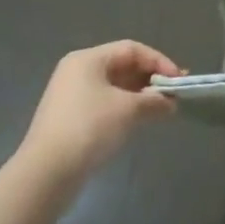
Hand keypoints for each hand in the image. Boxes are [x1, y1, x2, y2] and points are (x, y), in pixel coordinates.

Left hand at [21, 41, 182, 176]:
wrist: (46, 174)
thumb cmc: (90, 128)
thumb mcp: (129, 110)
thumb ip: (154, 101)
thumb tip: (171, 103)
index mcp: (88, 59)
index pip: (132, 49)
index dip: (159, 62)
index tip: (178, 81)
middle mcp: (77, 72)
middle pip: (123, 66)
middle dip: (150, 80)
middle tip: (174, 94)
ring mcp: (71, 96)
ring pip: (114, 87)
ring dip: (140, 96)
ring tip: (162, 109)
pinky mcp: (69, 119)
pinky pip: (104, 104)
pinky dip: (125, 109)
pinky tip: (140, 122)